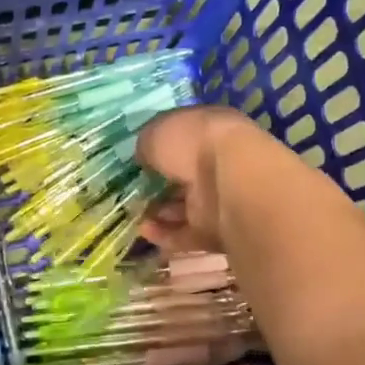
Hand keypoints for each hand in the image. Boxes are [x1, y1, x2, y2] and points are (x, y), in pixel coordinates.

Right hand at [135, 105, 259, 254]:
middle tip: (133, 191)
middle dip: (159, 186)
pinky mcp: (218, 231)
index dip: (161, 150)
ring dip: (159, 212)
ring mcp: (220, 198)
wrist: (230, 180)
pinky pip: (187, 234)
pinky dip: (165, 234)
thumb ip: (147, 145)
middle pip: (184, 177)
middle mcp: (218, 163)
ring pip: (185, 207)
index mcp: (210, 130)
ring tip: (134, 213)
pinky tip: (144, 230)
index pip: (183, 140)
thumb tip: (145, 156)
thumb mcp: (156, 133)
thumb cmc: (192, 143)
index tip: (139, 160)